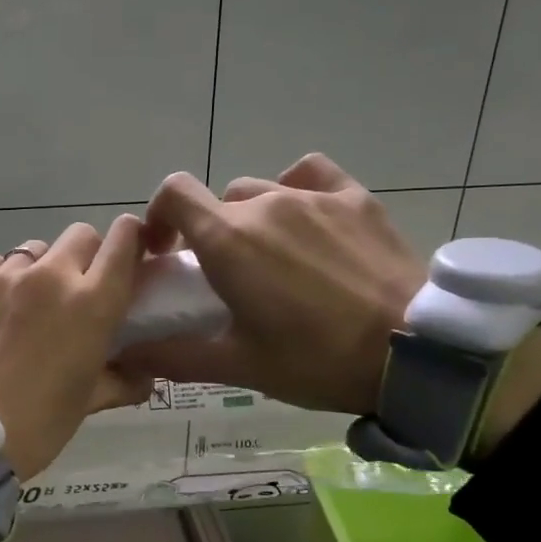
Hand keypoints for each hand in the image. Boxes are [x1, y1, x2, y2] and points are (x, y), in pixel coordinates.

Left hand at [0, 217, 151, 479]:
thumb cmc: (40, 423)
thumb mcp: (89, 402)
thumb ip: (122, 380)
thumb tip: (145, 378)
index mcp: (93, 303)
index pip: (123, 241)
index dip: (131, 240)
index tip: (129, 254)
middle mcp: (52, 276)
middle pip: (80, 236)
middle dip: (87, 255)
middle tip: (78, 288)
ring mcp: (5, 277)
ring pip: (35, 249)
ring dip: (42, 267)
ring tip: (31, 301)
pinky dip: (3, 276)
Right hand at [121, 153, 429, 413]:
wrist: (415, 352)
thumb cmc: (316, 360)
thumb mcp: (239, 366)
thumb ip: (174, 356)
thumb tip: (125, 353)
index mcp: (228, 239)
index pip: (174, 193)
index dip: (160, 216)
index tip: (166, 252)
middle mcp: (264, 203)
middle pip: (218, 202)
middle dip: (212, 233)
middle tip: (229, 277)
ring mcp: (313, 196)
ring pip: (262, 191)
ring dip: (253, 218)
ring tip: (275, 257)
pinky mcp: (355, 198)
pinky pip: (311, 175)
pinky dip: (298, 189)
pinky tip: (309, 219)